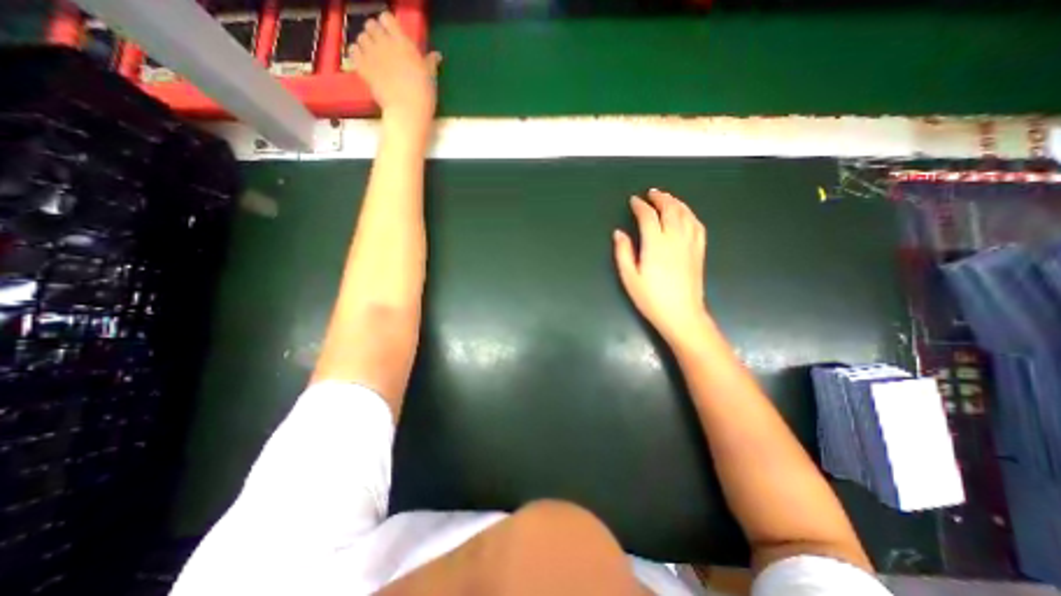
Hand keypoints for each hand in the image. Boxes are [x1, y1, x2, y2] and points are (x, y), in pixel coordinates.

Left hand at [351, 11, 440, 125]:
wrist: (408, 111)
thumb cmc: (423, 95)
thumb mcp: (431, 77)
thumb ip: (430, 63)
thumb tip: (436, 55)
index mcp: (403, 43)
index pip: (387, 19)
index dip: (388, 25)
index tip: (392, 35)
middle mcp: (385, 43)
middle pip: (371, 25)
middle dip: (374, 33)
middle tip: (381, 46)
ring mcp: (372, 55)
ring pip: (360, 37)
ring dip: (365, 43)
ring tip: (372, 55)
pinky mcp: (364, 68)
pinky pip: (352, 52)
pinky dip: (356, 55)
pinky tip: (363, 62)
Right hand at [609, 188, 706, 345]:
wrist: (681, 314)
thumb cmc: (651, 298)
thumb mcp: (629, 277)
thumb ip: (623, 252)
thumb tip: (619, 233)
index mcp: (655, 244)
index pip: (648, 216)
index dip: (640, 206)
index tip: (634, 200)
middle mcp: (675, 238)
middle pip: (670, 209)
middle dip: (660, 198)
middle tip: (651, 193)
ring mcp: (690, 244)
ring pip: (685, 214)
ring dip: (676, 202)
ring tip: (667, 198)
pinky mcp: (699, 251)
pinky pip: (697, 225)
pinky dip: (690, 214)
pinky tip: (685, 214)